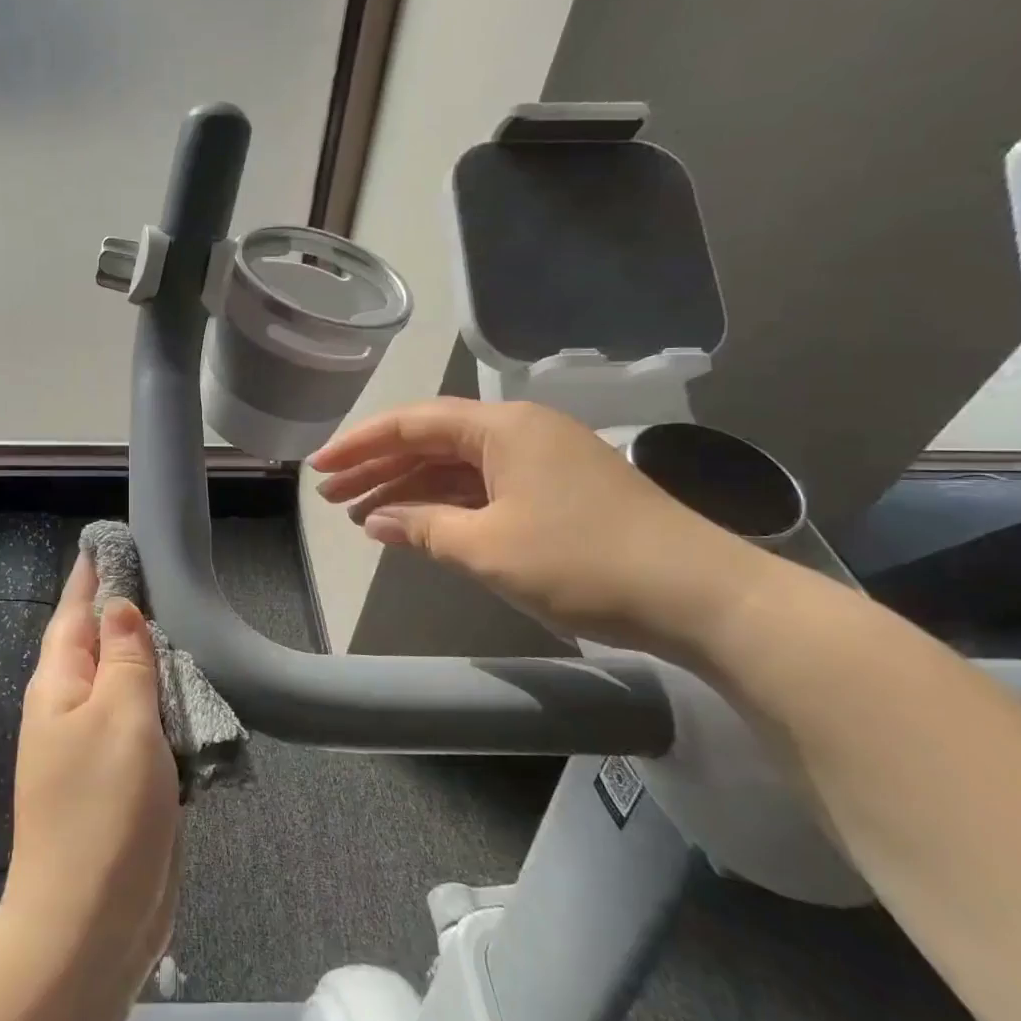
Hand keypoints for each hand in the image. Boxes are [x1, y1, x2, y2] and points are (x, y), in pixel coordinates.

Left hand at [0, 555, 180, 996]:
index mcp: (58, 686)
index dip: (92, 576)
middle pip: (100, 645)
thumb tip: (120, 607)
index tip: (112, 541)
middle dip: (127, 612)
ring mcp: (97, 748)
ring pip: (128, 685)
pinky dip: (168, 704)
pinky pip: (147, 726)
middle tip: (165, 577)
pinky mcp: (125, 782)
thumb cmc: (103, 809)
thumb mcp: (119, 716)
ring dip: (153, 659)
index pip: (74, 612)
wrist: (91, 924)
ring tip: (186, 624)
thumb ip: (125, 657)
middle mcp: (71, 710)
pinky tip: (193, 691)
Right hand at [310, 398, 774, 658]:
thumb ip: (422, 528)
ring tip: (361, 515)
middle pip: (431, 442)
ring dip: (408, 489)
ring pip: (456, 467)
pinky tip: (416, 526)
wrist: (702, 596)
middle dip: (377, 468)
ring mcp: (541, 461)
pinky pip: (484, 488)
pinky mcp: (557, 492)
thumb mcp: (487, 548)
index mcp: (502, 427)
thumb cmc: (584, 562)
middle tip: (330, 496)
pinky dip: (446, 505)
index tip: (318, 467)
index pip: (412, 424)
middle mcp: (519, 431)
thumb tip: (375, 520)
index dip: (359, 444)